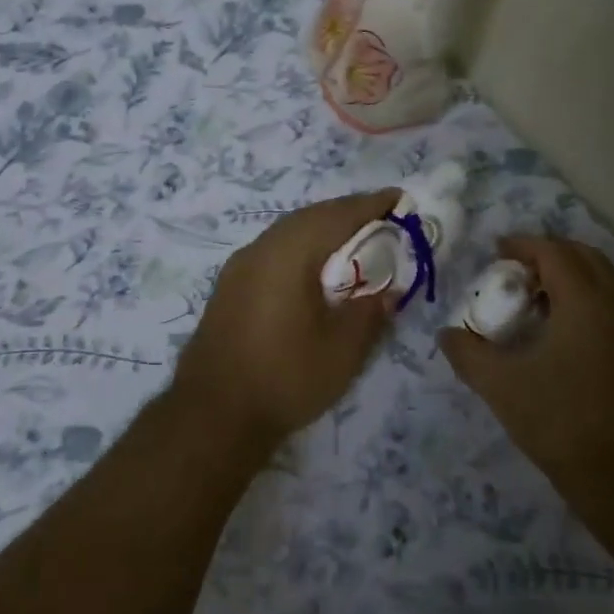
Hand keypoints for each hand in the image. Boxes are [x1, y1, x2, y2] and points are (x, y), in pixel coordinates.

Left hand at [173, 190, 399, 445]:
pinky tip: (315, 270)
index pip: (337, 215)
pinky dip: (302, 248)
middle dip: (347, 214)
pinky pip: (274, 251)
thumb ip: (369, 312)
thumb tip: (386, 290)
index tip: (400, 199)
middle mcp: (260, 249)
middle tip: (382, 220)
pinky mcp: (230, 286)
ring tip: (354, 242)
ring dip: (323, 230)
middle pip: (310, 217)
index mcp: (288, 254)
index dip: (371, 205)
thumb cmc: (284, 378)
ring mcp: (239, 267)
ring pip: (288, 232)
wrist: (212, 414)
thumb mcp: (342, 350)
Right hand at [439, 236, 613, 493]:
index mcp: (585, 302)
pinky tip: (553, 334)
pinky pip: (607, 306)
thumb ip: (468, 354)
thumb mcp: (501, 386)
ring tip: (528, 300)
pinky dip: (580, 300)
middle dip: (547, 254)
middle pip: (584, 257)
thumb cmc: (563, 422)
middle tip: (512, 270)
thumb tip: (447, 334)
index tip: (494, 252)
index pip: (554, 252)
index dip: (522, 245)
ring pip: (600, 281)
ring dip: (566, 277)